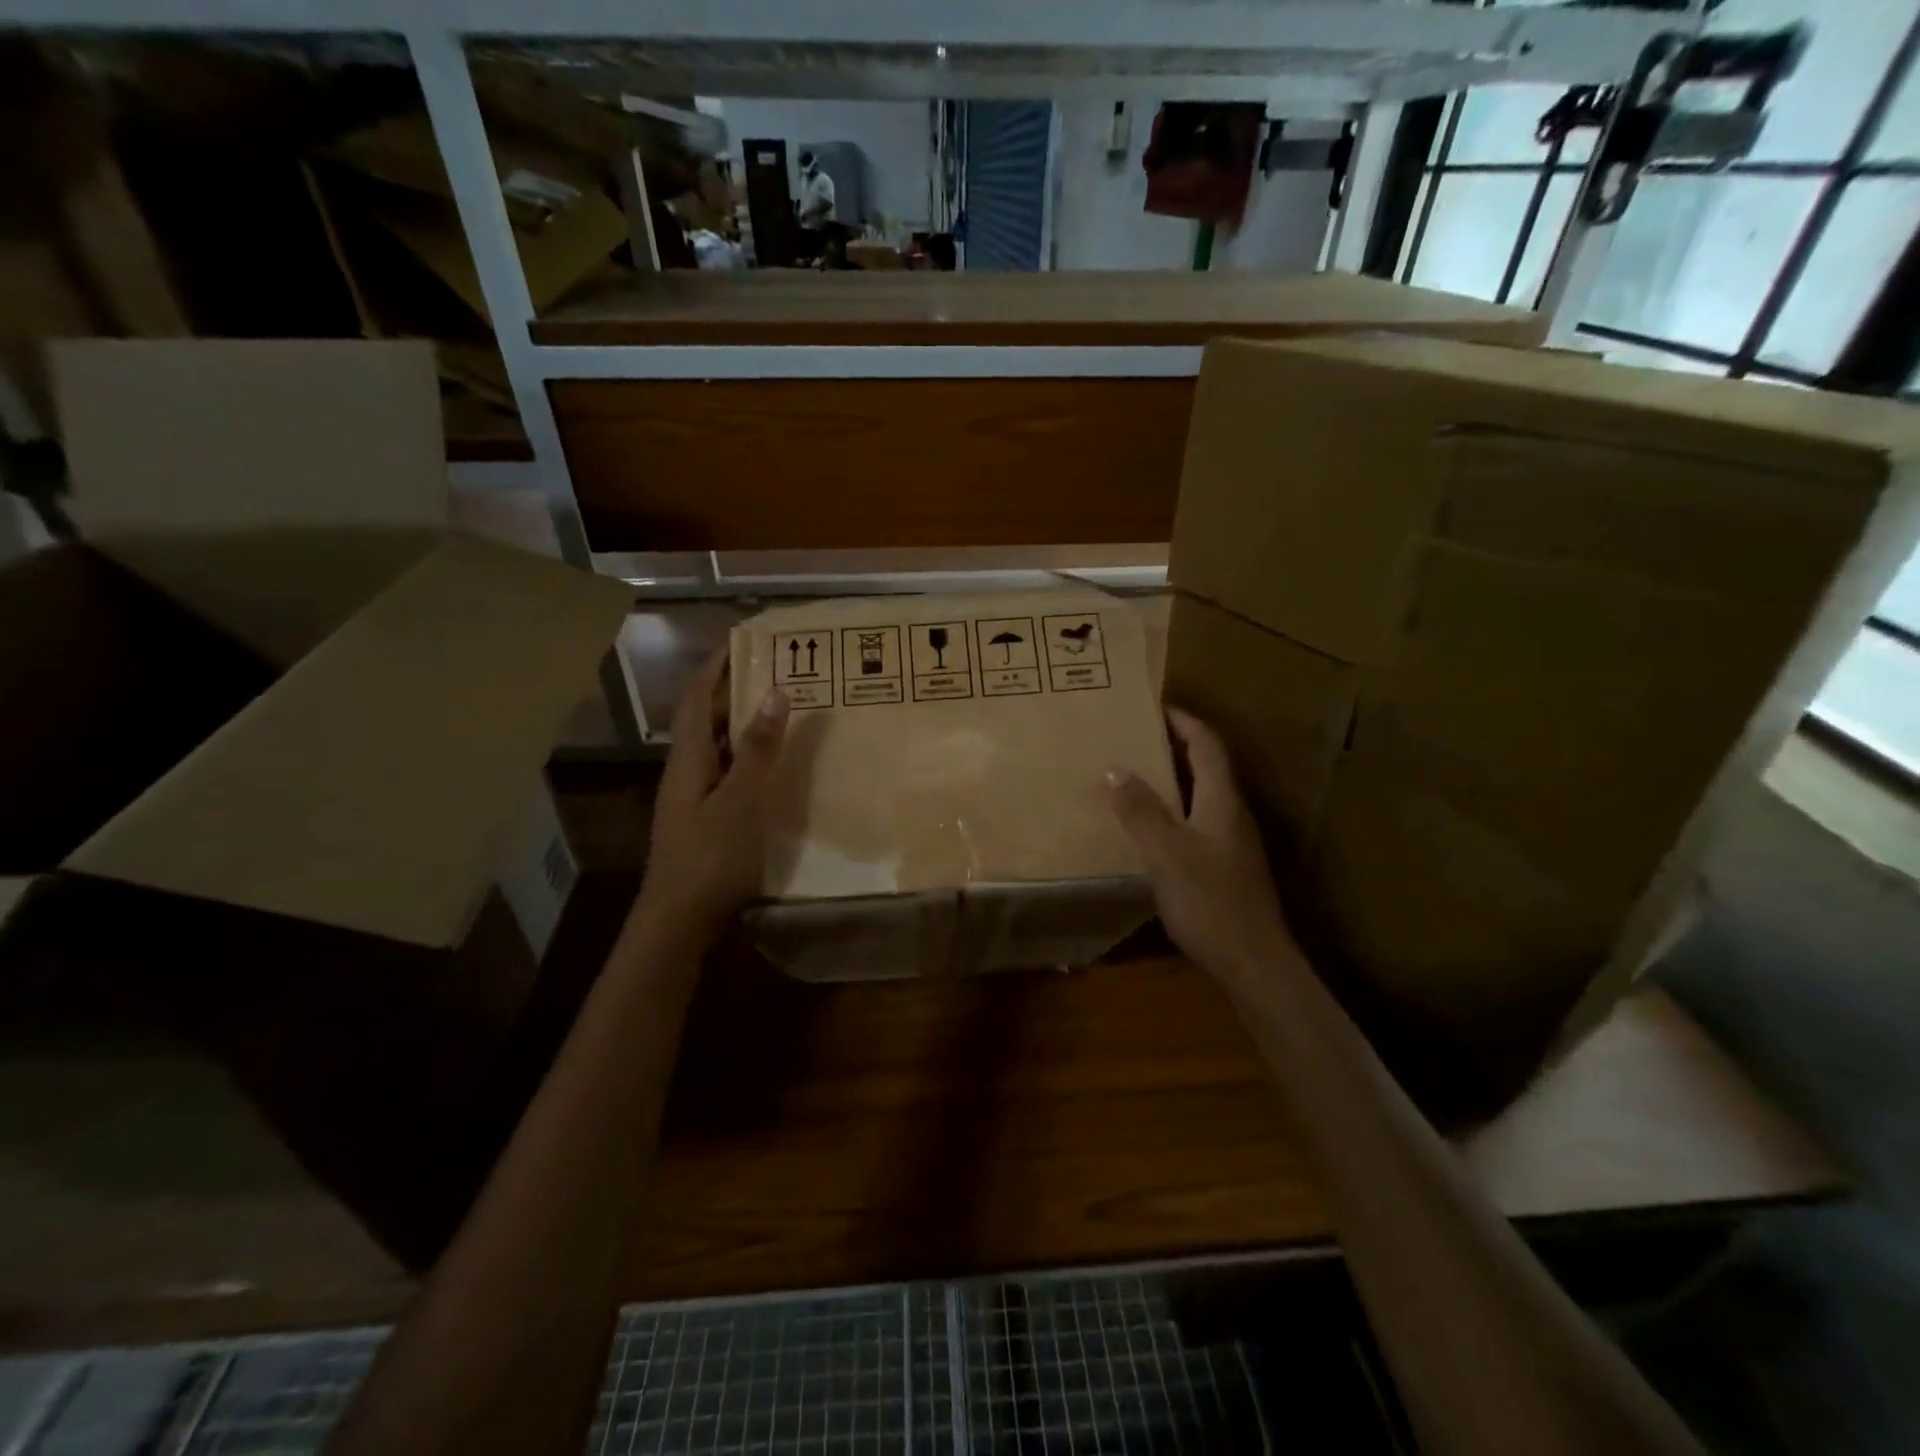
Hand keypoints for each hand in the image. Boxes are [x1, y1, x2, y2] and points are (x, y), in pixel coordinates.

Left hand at [637, 651, 790, 939]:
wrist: (678, 919)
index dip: (715, 666)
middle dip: (731, 688)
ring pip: (715, 745)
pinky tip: (770, 764)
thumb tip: (774, 691)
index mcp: (689, 759)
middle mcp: (685, 770)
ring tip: (777, 707)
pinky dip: (745, 754)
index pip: (695, 697)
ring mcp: (691, 796)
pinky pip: (725, 770)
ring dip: (739, 721)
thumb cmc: (711, 857)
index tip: (743, 639)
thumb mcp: (742, 800)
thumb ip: (759, 748)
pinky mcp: (702, 818)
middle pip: (703, 718)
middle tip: (773, 669)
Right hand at [1107, 708, 1300, 985]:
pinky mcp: (1225, 866)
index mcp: (1222, 801)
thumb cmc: (1210, 902)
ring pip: (1202, 794)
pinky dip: (1173, 808)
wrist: (1253, 962)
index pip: (1207, 745)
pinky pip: (1197, 821)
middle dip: (1175, 745)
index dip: (1183, 721)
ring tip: (1135, 773)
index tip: (1153, 706)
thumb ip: (1141, 811)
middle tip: (1135, 737)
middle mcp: (1232, 813)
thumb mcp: (1166, 853)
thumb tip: (1114, 768)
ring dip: (1173, 777)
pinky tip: (1149, 825)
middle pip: (1207, 765)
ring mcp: (1232, 842)